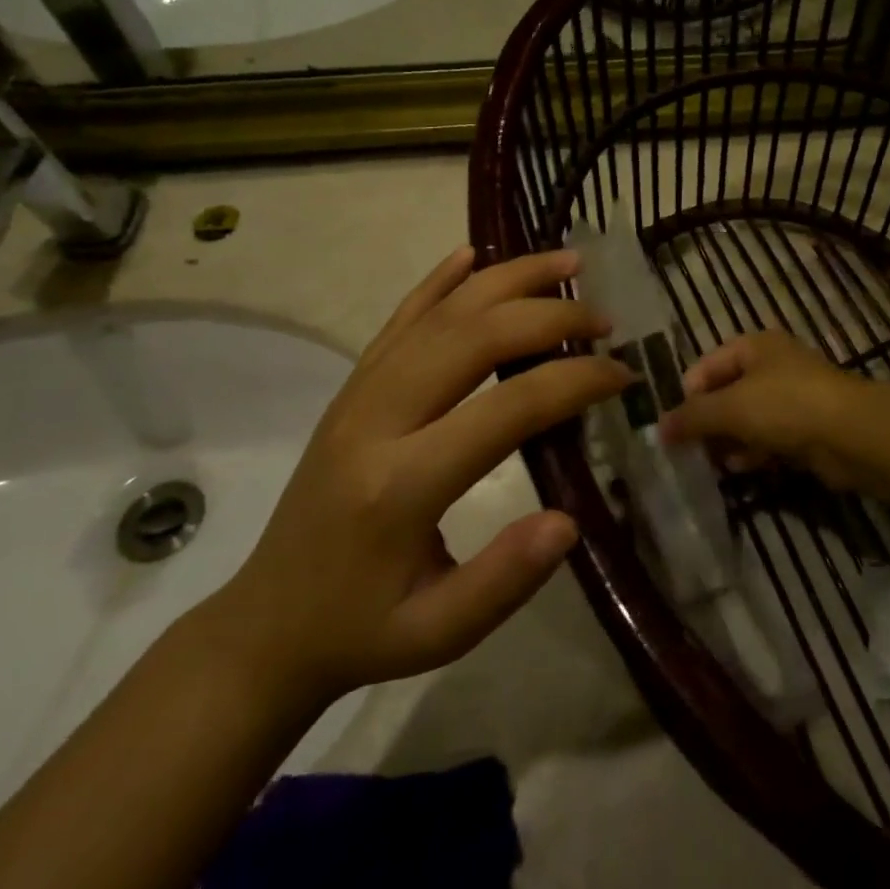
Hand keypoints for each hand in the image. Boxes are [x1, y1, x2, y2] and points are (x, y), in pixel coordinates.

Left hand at [209, 247, 628, 707]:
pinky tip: (472, 253)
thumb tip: (569, 519)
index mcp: (402, 484)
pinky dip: (439, 280)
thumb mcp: (436, 635)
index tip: (622, 375)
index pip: (507, 408)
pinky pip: (399, 317)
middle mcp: (377, 419)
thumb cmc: (361, 630)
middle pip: (473, 337)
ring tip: (566, 262)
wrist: (266, 621)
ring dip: (508, 279)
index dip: (574, 381)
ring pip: (441, 312)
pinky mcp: (352, 385)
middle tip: (604, 320)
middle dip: (549, 316)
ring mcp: (359, 393)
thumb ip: (503, 580)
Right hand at [660, 330, 872, 490]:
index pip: (706, 366)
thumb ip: (692, 417)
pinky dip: (753, 451)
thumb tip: (659, 429)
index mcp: (754, 346)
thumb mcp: (730, 407)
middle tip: (689, 449)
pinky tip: (740, 468)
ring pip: (748, 418)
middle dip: (707, 421)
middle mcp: (773, 366)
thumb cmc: (785, 406)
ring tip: (711, 463)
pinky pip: (769, 437)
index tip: (675, 427)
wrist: (852, 435)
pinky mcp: (807, 428)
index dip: (688, 395)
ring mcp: (793, 397)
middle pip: (727, 392)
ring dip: (728, 440)